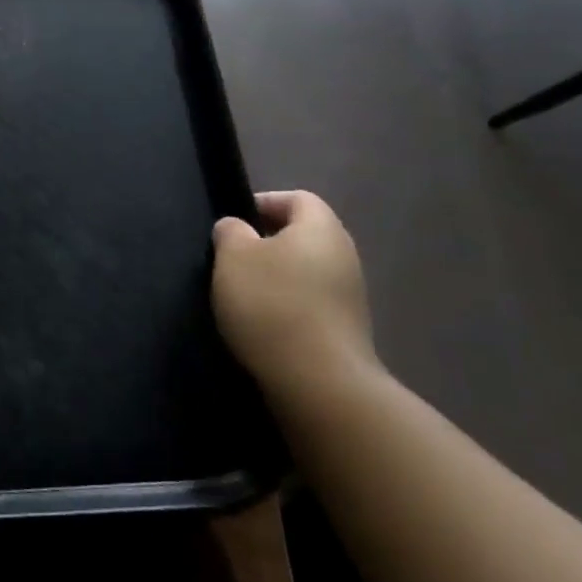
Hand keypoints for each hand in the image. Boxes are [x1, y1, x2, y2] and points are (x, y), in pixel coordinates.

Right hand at [212, 191, 377, 406]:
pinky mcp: (346, 331)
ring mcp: (350, 296)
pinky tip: (262, 325)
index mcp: (321, 227)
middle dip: (267, 243)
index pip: (297, 198)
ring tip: (241, 295)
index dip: (264, 203)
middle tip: (232, 259)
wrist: (319, 383)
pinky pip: (311, 304)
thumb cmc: (272, 304)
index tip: (233, 223)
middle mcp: (344, 255)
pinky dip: (287, 307)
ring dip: (276, 278)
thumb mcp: (233, 257)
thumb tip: (238, 228)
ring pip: (306, 271)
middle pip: (303, 236)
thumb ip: (231, 232)